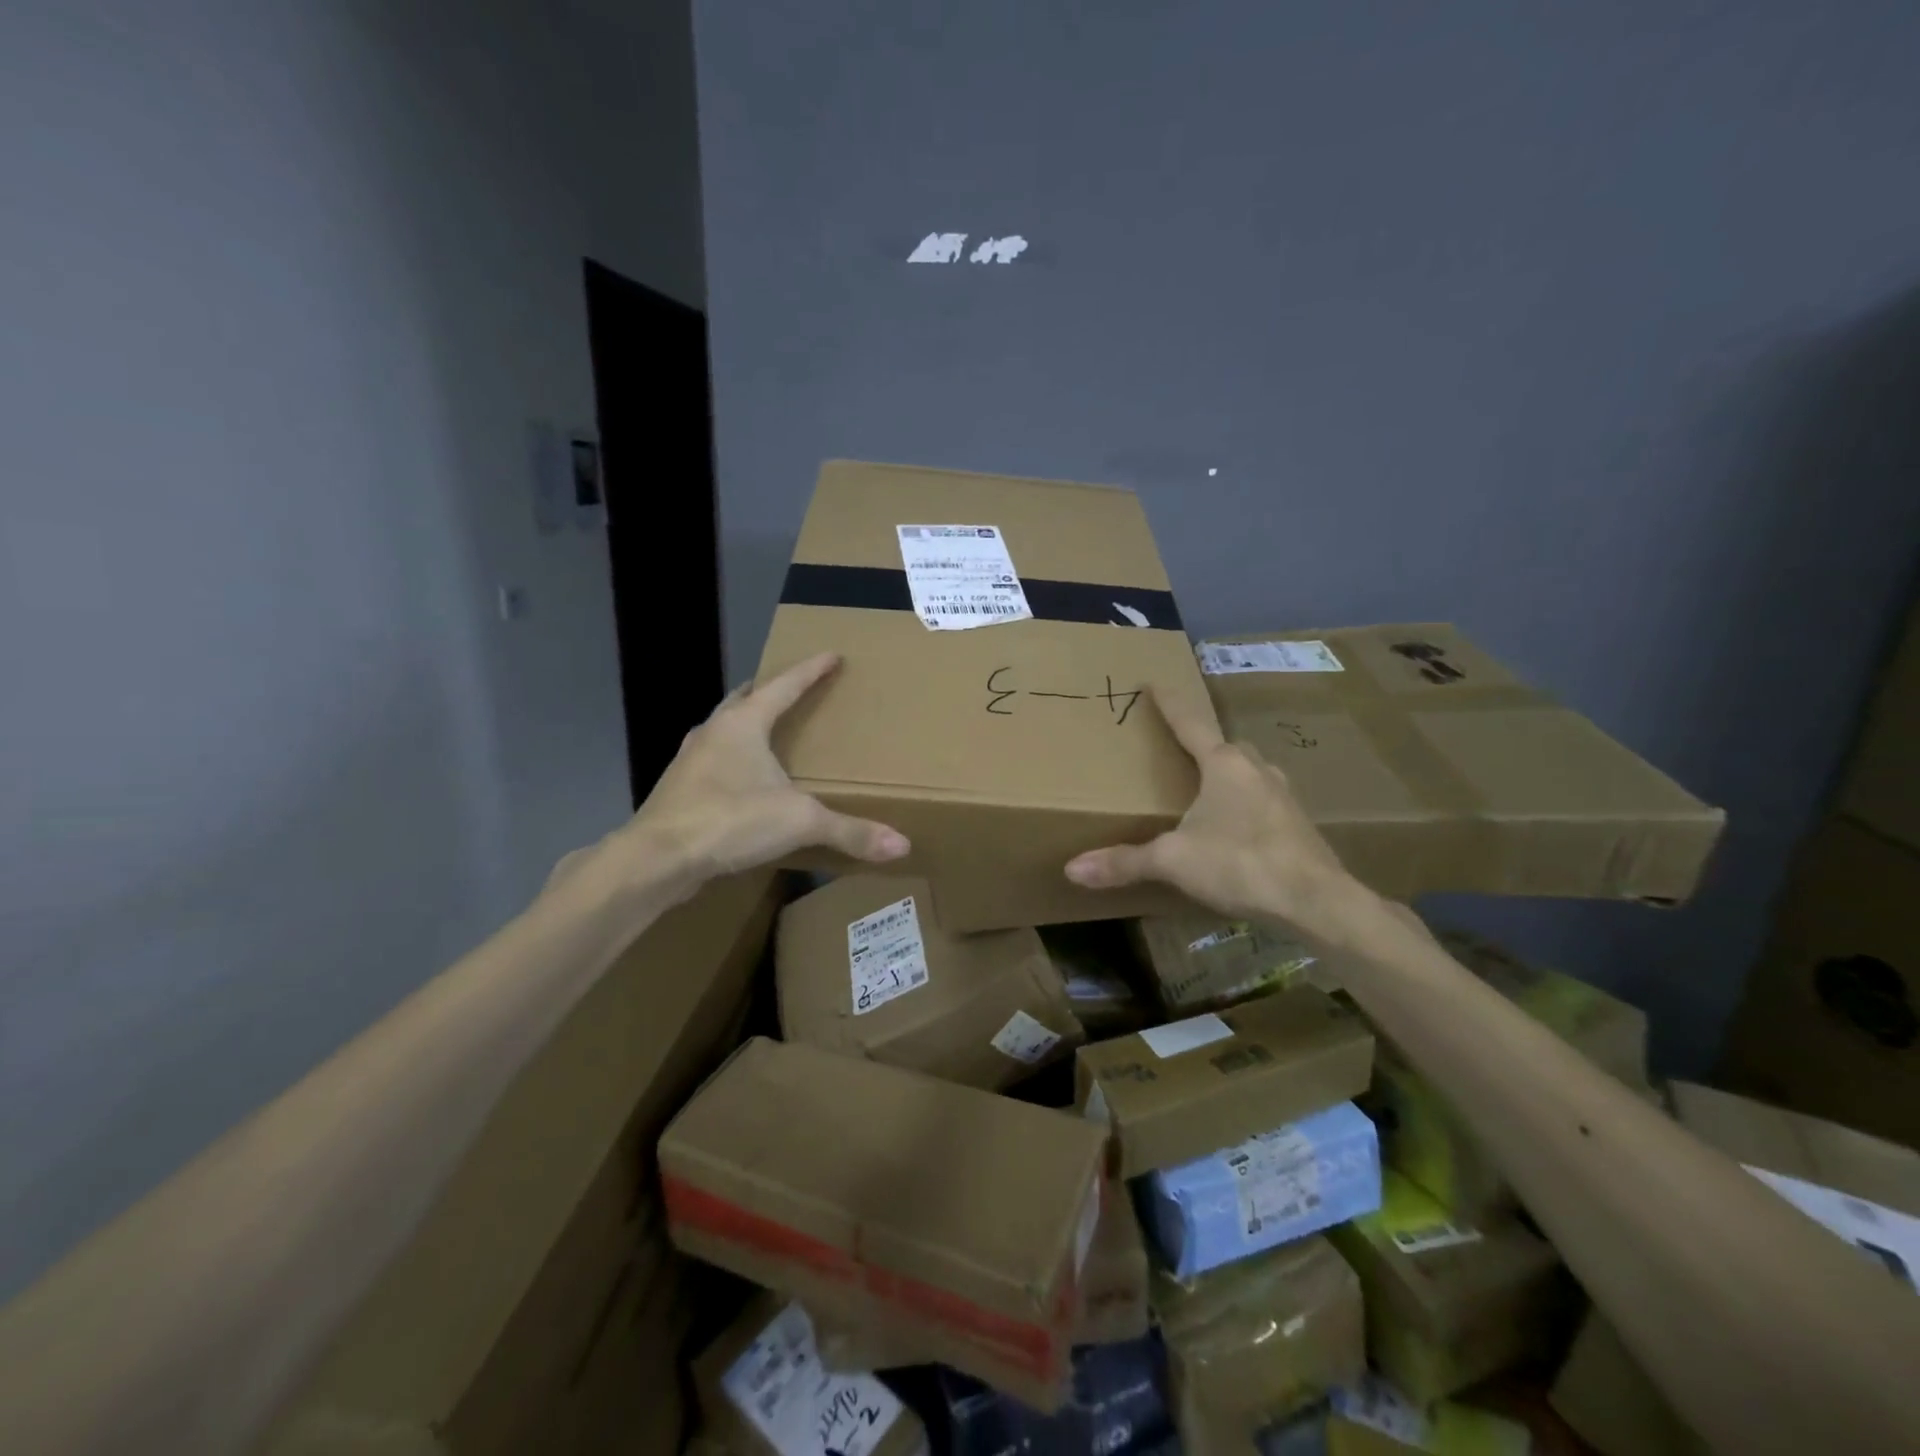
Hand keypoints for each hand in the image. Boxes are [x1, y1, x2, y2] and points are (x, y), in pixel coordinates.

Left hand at [564, 653, 908, 904]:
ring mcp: (691, 761)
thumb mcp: (799, 821)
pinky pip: (714, 762)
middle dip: (770, 692)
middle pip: (745, 699)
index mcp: (743, 724)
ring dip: (748, 726)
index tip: (832, 655)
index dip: (811, 670)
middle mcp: (714, 732)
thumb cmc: (729, 820)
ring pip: (725, 730)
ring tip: (771, 735)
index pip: (785, 685)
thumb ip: (850, 831)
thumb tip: (902, 845)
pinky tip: (744, 782)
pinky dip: (734, 761)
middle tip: (794, 692)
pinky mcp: (680, 790)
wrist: (655, 860)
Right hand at [1063, 688, 1362, 936]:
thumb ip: (1125, 861)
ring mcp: (1283, 797)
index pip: (1190, 724)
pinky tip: (1234, 828)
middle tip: (1178, 751)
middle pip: (1224, 747)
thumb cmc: (1240, 863)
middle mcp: (1257, 770)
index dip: (1170, 704)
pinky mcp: (1298, 825)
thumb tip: (1073, 869)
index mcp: (1225, 765)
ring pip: (1248, 773)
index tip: (1155, 682)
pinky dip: (1244, 805)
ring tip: (1204, 792)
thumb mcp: (1174, 860)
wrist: (1316, 902)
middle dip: (1202, 745)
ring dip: (1227, 776)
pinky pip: (1263, 801)